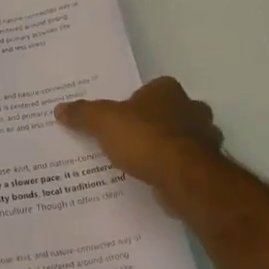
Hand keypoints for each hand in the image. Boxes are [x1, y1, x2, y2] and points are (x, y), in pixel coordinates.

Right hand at [56, 76, 226, 204]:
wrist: (183, 176)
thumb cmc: (144, 138)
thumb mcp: (103, 122)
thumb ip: (83, 114)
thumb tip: (59, 108)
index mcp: (167, 89)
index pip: (151, 89)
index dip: (137, 102)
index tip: (123, 118)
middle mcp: (191, 107)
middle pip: (171, 112)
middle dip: (157, 123)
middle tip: (132, 139)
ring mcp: (205, 137)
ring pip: (184, 138)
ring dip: (170, 147)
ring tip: (145, 162)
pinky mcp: (209, 165)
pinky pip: (188, 163)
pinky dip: (176, 168)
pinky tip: (159, 178)